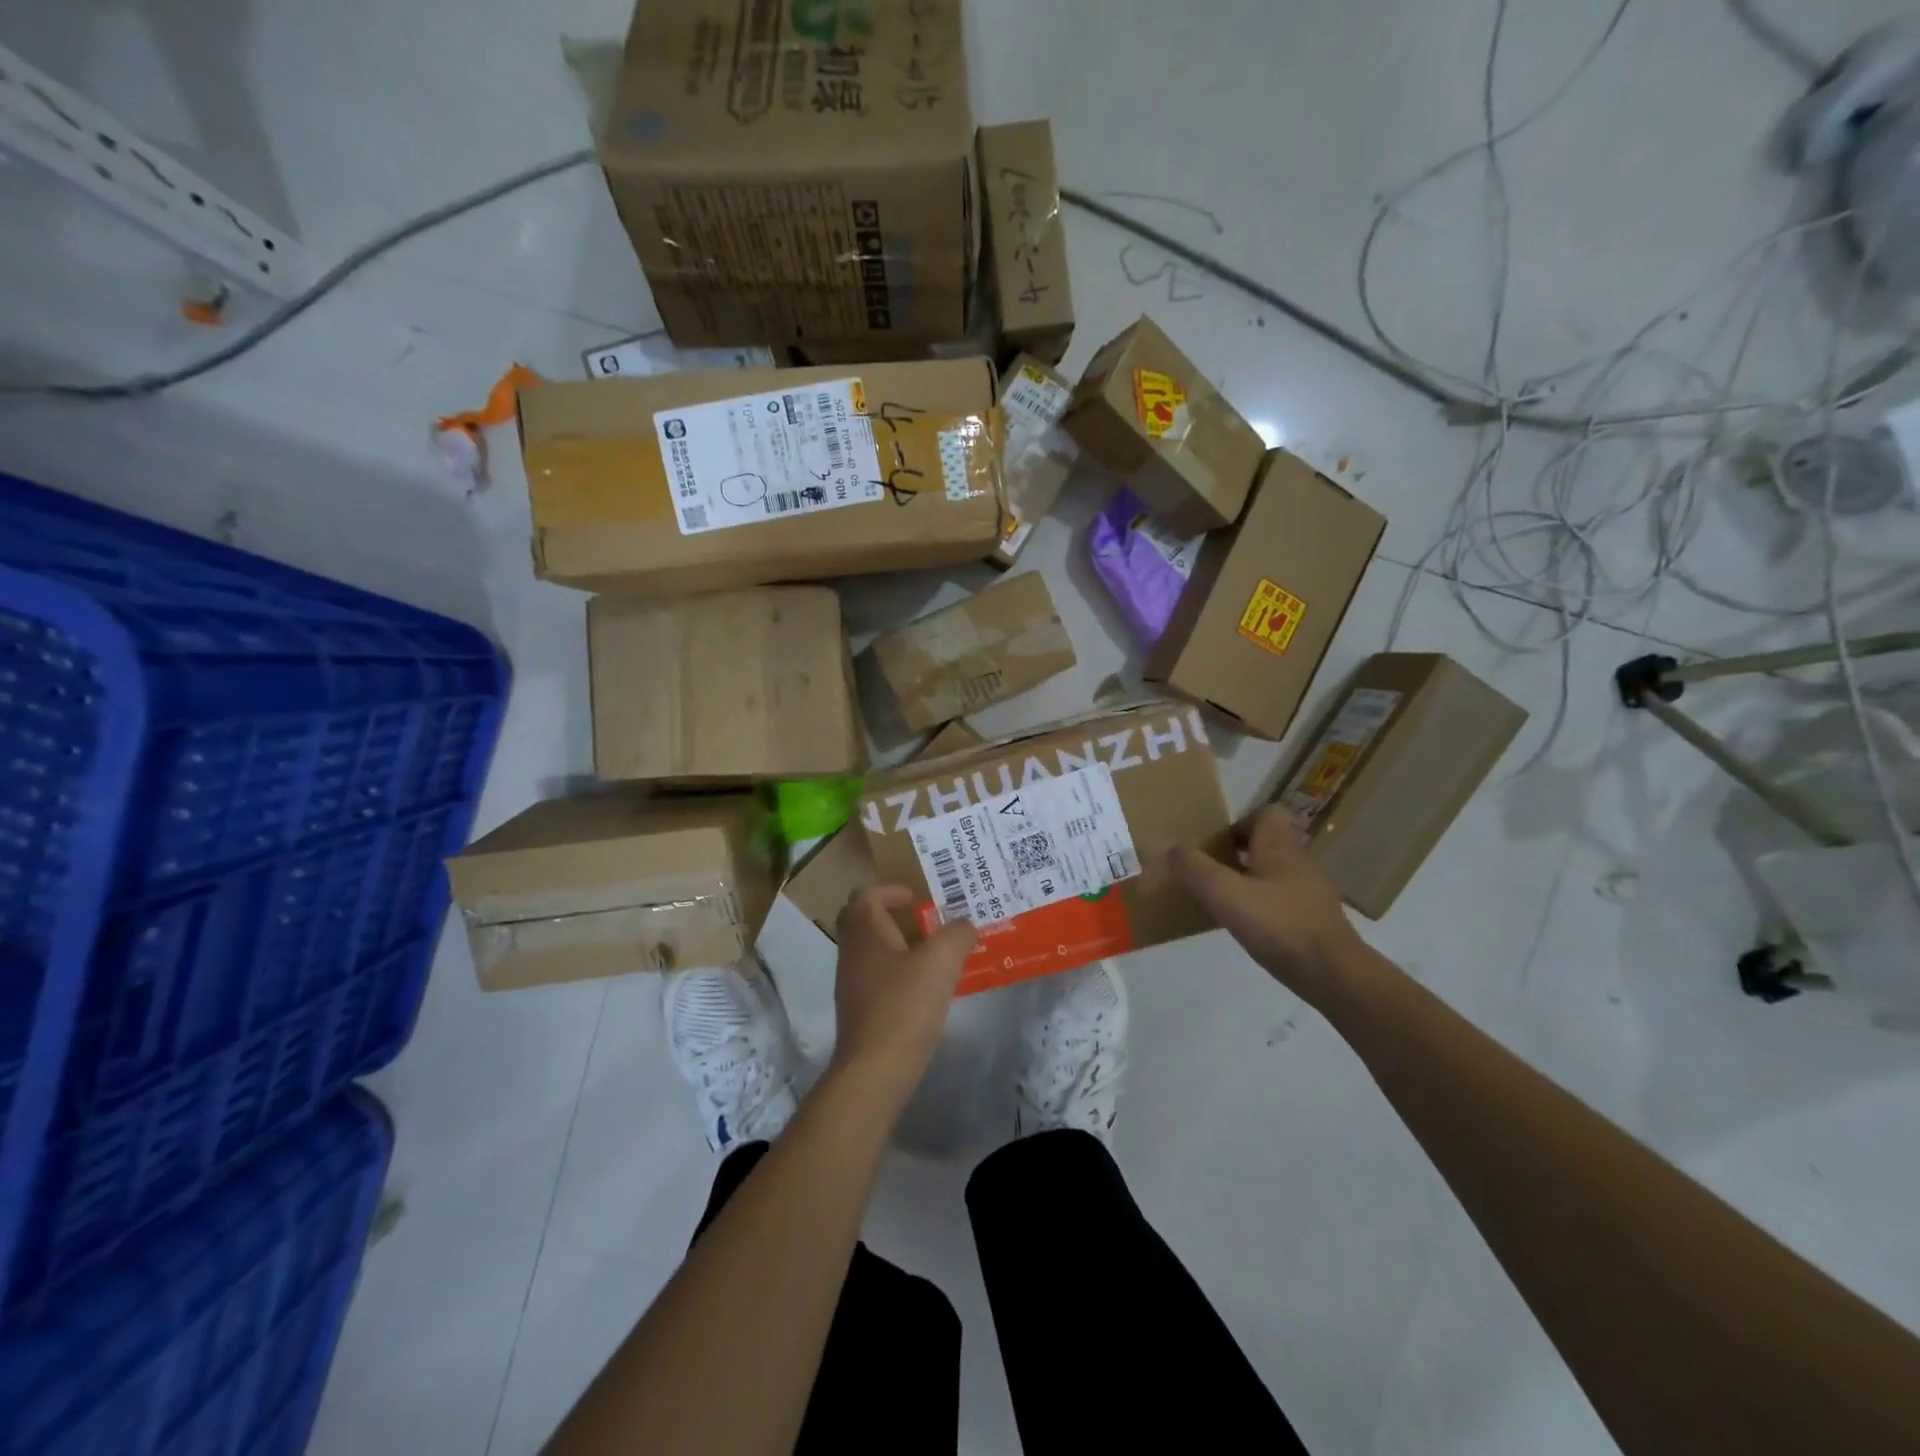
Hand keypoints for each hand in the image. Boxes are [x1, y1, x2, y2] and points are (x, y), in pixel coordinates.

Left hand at [829, 887, 977, 1108]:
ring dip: (895, 945)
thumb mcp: (941, 961)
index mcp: (865, 933)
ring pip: (869, 951)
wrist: (875, 1070)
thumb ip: (957, 934)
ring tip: (931, 954)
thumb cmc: (905, 1005)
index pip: (865, 895)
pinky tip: (923, 988)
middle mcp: (851, 953)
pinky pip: (874, 977)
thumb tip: (966, 924)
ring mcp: (851, 984)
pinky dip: (896, 972)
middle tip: (921, 920)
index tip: (916, 897)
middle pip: (860, 920)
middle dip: (889, 915)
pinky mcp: (859, 1011)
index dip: (890, 890)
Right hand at [1167, 805, 1364, 1002]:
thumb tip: (1165, 847)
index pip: (1267, 813)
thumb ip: (1193, 868)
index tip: (1216, 844)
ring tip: (1222, 898)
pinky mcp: (1314, 919)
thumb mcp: (1225, 894)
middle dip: (1238, 852)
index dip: (1240, 822)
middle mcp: (1299, 861)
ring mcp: (1310, 891)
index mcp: (1280, 846)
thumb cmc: (1279, 924)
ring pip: (1275, 871)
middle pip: (1268, 842)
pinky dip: (1264, 905)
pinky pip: (1283, 899)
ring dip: (1250, 879)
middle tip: (1210, 870)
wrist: (1334, 974)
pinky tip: (1247, 926)